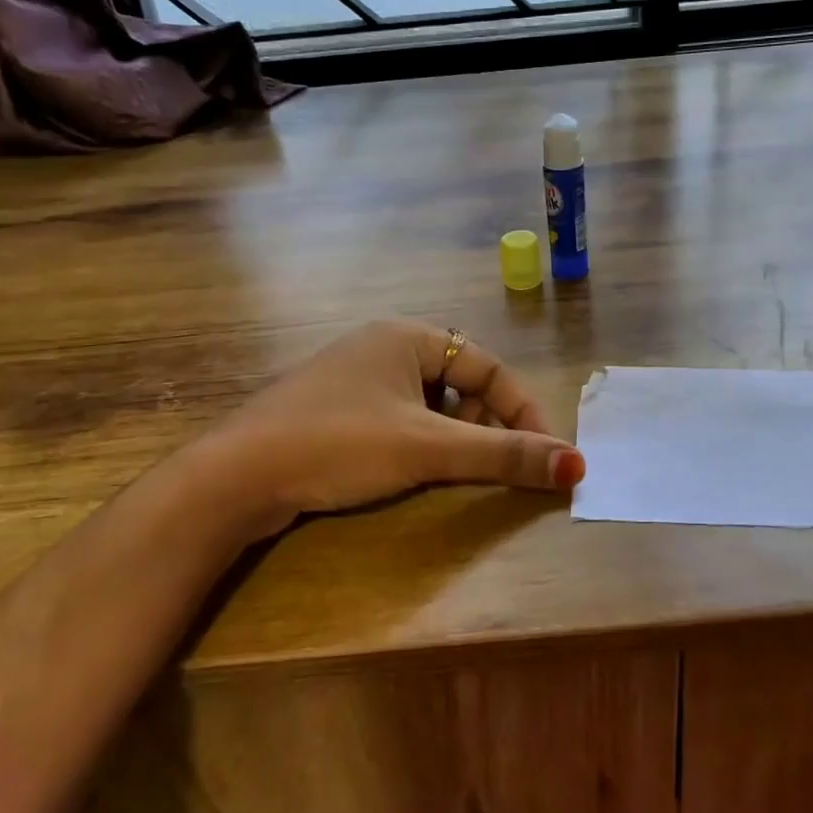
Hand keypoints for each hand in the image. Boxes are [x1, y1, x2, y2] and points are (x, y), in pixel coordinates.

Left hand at [202, 321, 584, 527]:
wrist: (235, 477)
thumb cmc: (339, 444)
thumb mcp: (427, 448)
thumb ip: (503, 456)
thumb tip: (577, 466)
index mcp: (407, 335)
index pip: (488, 365)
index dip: (522, 409)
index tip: (542, 453)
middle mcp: (382, 346)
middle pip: (460, 382)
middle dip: (484, 424)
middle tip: (492, 464)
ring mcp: (354, 377)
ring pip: (428, 403)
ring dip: (452, 435)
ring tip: (452, 470)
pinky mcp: (334, 409)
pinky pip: (398, 417)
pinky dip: (419, 441)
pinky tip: (409, 469)